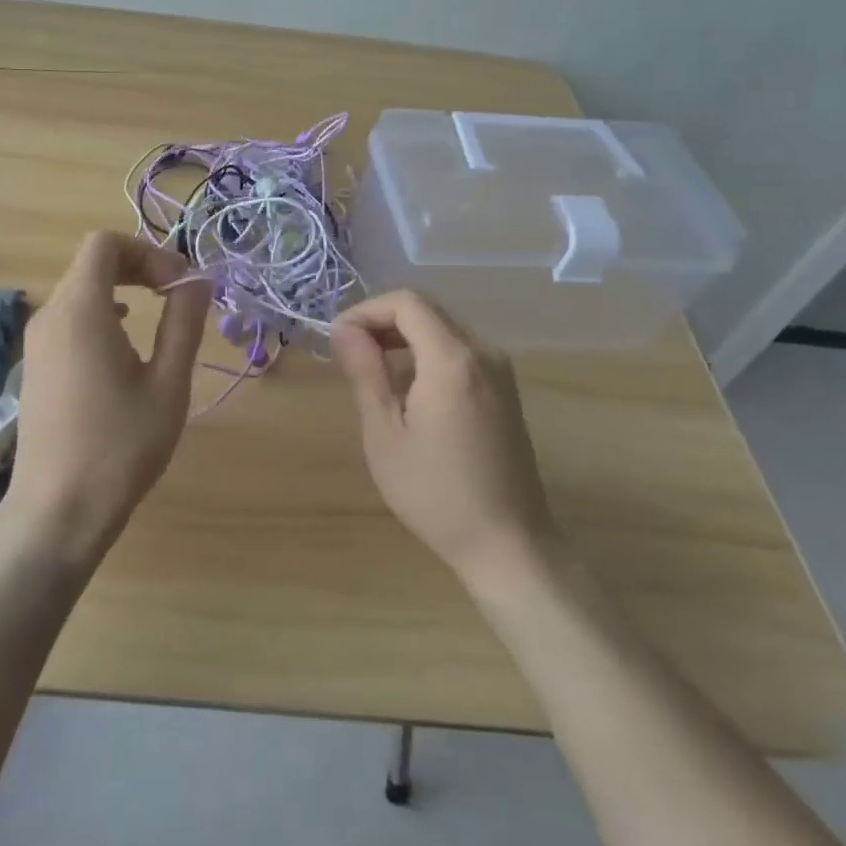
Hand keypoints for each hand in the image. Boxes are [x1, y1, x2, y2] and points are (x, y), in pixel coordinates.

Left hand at [4, 231, 212, 562]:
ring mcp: (37, 341)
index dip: (147, 252)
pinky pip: (69, 318)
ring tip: (158, 319)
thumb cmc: (120, 446)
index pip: (105, 243)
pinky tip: (123, 347)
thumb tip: (197, 280)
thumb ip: (183, 323)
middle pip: (92, 263)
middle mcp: (50, 315)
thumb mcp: (167, 384)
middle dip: (138, 268)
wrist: (57, 510)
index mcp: (81, 310)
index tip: (179, 285)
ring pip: (80, 290)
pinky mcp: (35, 365)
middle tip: (176, 297)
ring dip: (121, 290)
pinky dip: (101, 314)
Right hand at [330, 291, 557, 588]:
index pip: (407, 302)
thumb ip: (365, 373)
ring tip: (372, 374)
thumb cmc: (435, 493)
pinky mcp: (506, 390)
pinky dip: (427, 354)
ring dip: (404, 338)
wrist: (507, 543)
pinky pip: (460, 351)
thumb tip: (343, 329)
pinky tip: (408, 391)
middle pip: (427, 311)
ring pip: (444, 329)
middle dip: (382, 322)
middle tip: (349, 355)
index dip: (366, 310)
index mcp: (452, 359)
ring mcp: (501, 371)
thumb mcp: (384, 434)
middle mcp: (483, 353)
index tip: (338, 340)